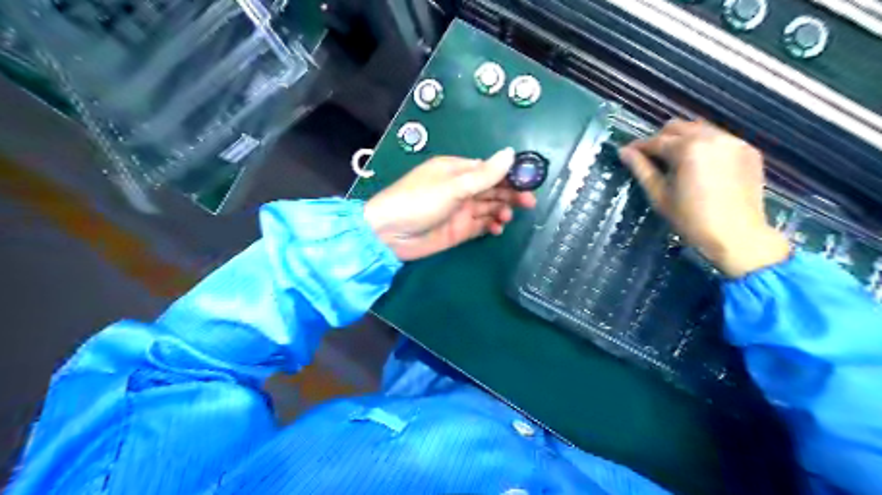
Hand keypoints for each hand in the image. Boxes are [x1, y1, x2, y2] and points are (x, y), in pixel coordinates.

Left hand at [366, 147, 538, 261]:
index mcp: (457, 170)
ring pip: (489, 207)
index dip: (510, 174)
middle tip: (529, 203)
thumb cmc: (419, 202)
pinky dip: (492, 226)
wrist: (389, 235)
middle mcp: (461, 188)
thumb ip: (484, 174)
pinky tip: (498, 228)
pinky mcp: (459, 230)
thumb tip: (511, 153)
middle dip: (511, 194)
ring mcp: (460, 210)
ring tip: (506, 217)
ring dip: (502, 210)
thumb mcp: (453, 186)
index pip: (490, 169)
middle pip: (493, 188)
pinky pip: (482, 225)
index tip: (529, 182)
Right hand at [615, 118, 788, 276]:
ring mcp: (733, 141)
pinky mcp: (748, 150)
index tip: (628, 153)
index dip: (639, 147)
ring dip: (684, 139)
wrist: (737, 235)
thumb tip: (624, 151)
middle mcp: (712, 137)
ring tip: (677, 161)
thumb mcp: (660, 196)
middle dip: (661, 139)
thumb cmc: (691, 219)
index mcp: (688, 149)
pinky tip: (702, 166)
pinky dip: (705, 146)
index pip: (656, 141)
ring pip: (700, 129)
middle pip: (678, 127)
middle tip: (653, 159)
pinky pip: (720, 139)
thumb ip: (642, 169)